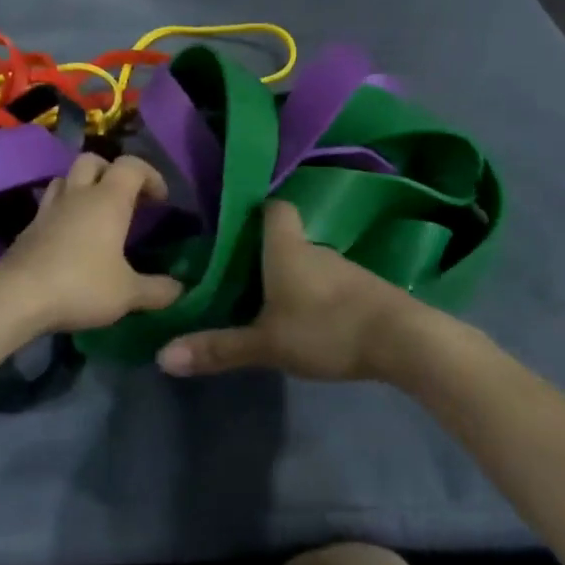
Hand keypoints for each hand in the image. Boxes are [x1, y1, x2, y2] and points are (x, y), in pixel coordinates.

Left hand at [0, 153, 181, 335]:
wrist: (17, 296)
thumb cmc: (81, 285)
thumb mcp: (128, 293)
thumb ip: (157, 290)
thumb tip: (181, 289)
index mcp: (108, 199)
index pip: (132, 165)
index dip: (150, 175)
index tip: (161, 200)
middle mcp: (78, 194)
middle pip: (94, 160)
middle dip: (112, 172)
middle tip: (125, 199)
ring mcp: (49, 208)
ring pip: (66, 178)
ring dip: (84, 186)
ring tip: (96, 212)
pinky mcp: (29, 227)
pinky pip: (50, 204)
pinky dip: (64, 211)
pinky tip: (70, 236)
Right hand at [156, 200, 428, 380]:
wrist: (402, 340)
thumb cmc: (326, 328)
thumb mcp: (266, 344)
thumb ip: (218, 349)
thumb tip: (162, 357)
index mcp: (286, 247)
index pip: (274, 208)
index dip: (254, 211)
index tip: (233, 227)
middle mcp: (314, 248)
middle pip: (285, 238)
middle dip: (263, 253)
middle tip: (236, 274)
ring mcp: (344, 268)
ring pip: (307, 263)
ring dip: (290, 277)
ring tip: (265, 301)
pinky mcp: (364, 290)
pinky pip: (329, 283)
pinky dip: (314, 294)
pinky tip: (306, 319)